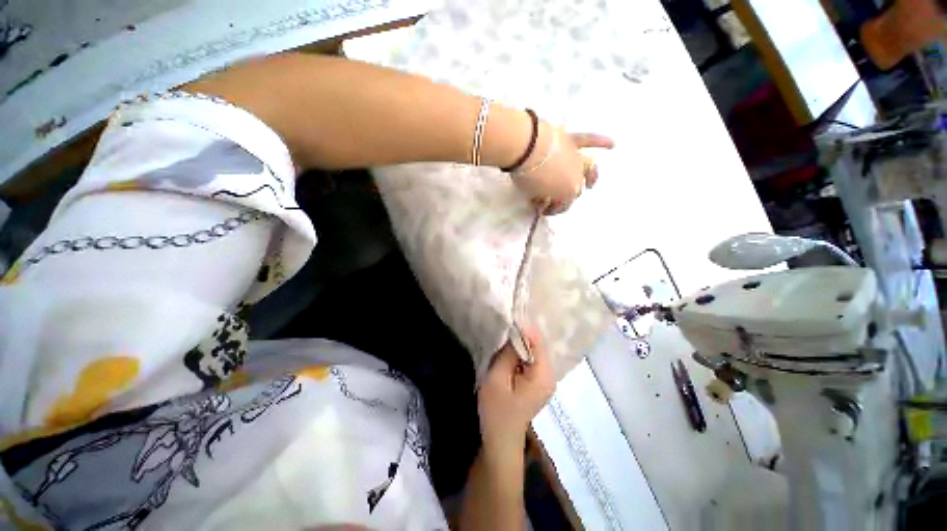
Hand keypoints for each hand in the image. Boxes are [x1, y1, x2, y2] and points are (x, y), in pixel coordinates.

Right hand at [477, 331, 555, 453]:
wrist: (500, 442)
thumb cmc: (497, 412)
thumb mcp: (497, 379)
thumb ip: (506, 354)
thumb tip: (513, 332)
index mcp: (543, 375)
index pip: (538, 341)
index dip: (524, 327)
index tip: (509, 315)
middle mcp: (550, 375)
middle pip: (538, 345)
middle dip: (522, 333)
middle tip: (506, 321)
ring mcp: (544, 379)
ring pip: (534, 351)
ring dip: (520, 341)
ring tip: (506, 330)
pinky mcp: (537, 382)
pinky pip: (530, 359)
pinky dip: (520, 351)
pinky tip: (509, 347)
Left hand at [510, 123, 613, 214]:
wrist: (526, 148)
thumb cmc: (527, 176)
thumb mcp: (532, 195)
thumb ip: (540, 200)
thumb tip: (541, 201)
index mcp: (566, 194)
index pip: (562, 206)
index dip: (553, 209)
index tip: (542, 210)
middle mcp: (577, 178)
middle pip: (574, 190)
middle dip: (564, 196)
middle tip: (552, 197)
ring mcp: (577, 158)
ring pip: (588, 171)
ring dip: (586, 179)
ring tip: (590, 184)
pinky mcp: (573, 141)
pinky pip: (590, 140)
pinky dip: (601, 141)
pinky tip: (613, 144)